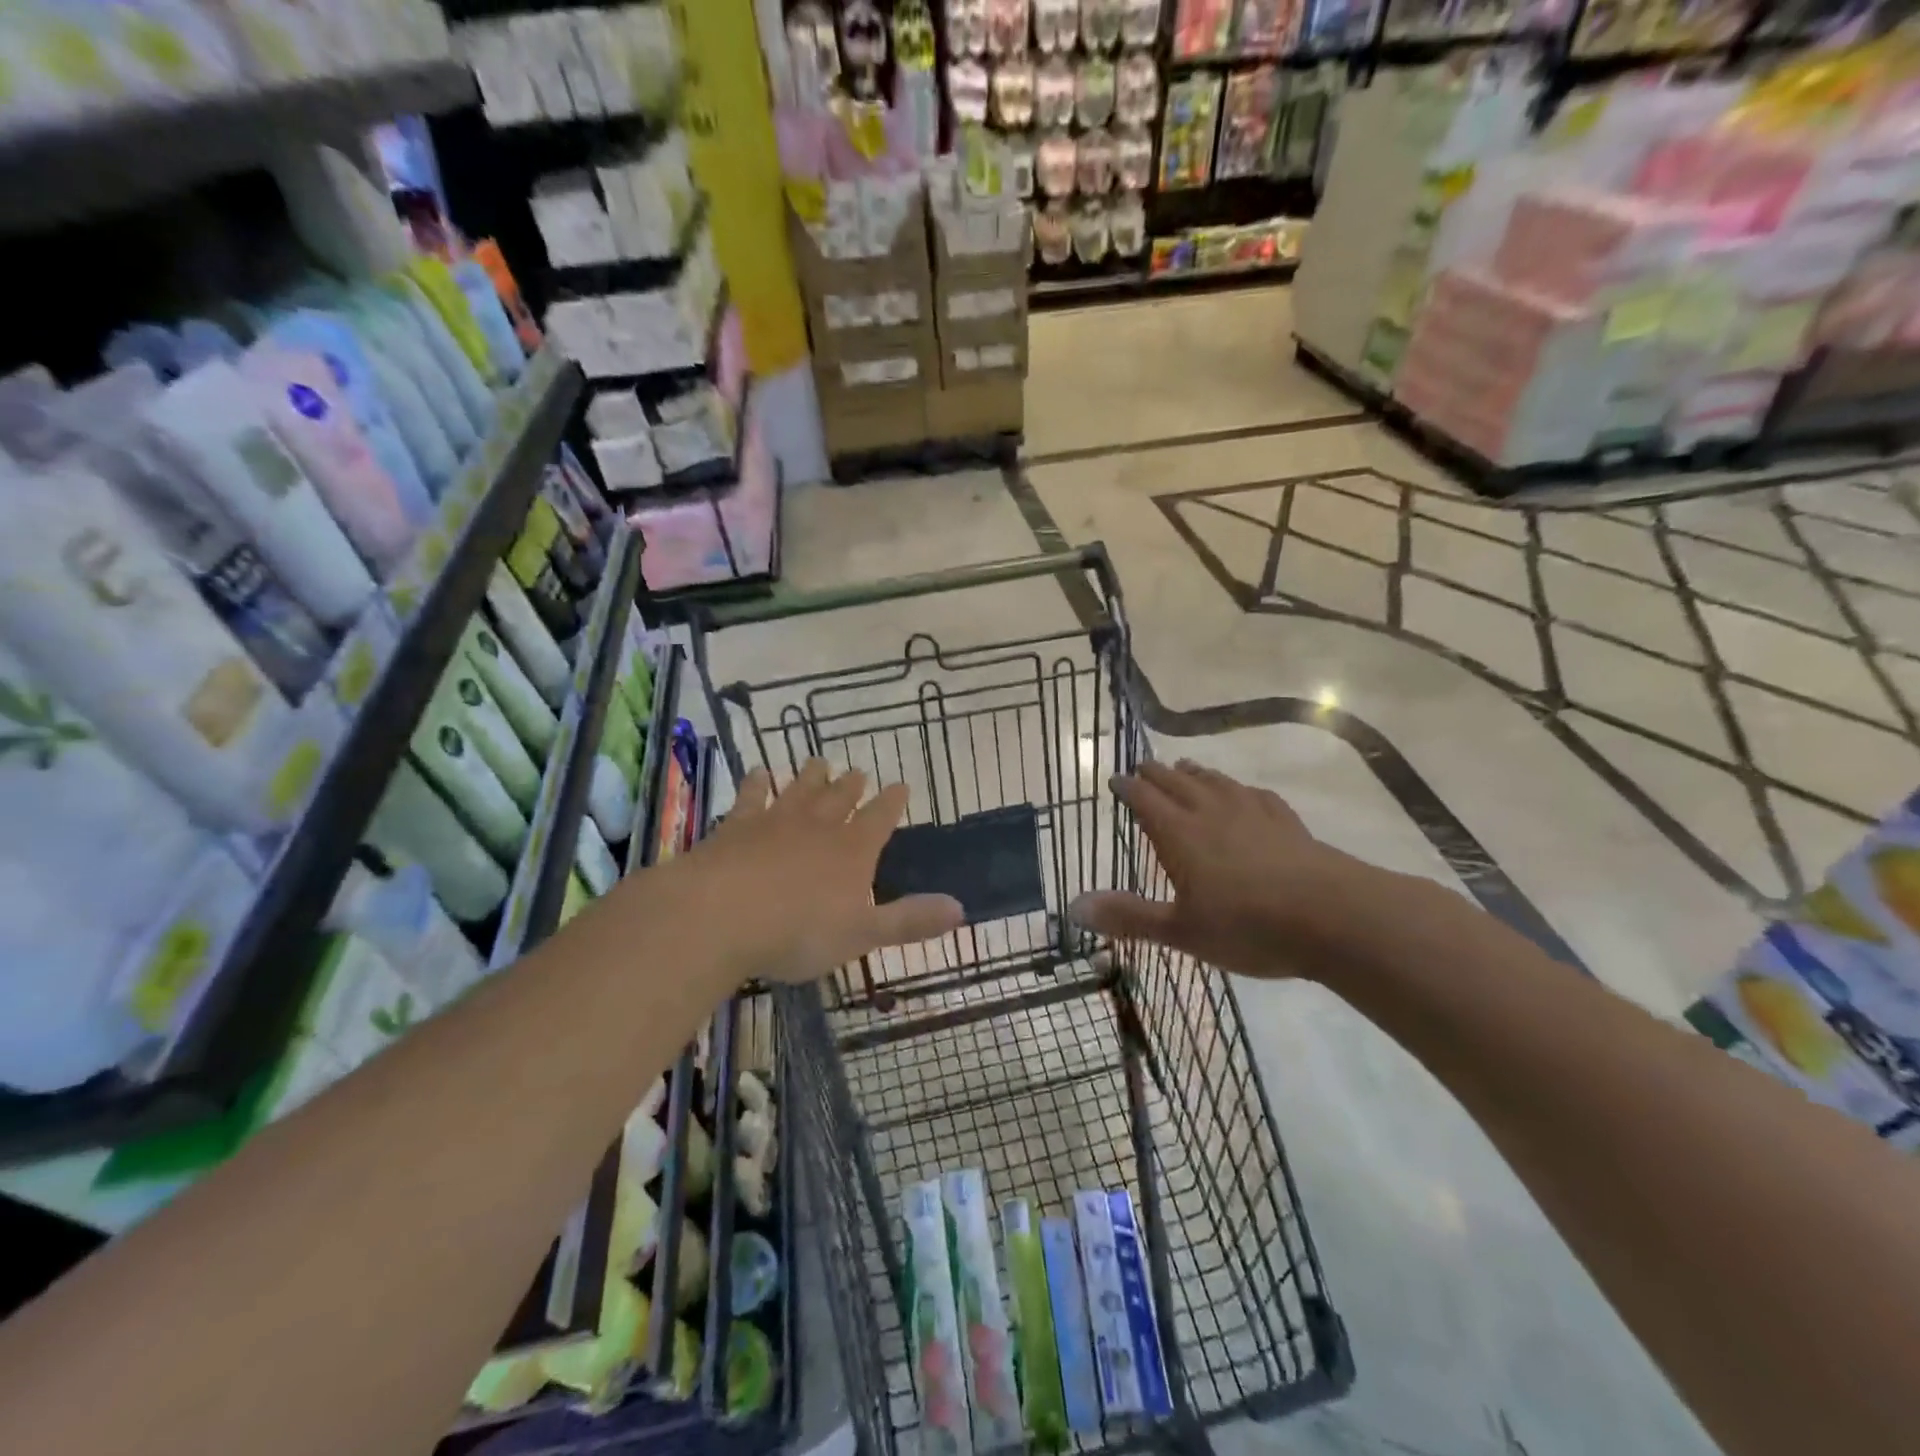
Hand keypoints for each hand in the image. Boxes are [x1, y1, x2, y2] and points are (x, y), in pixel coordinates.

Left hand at [673, 760, 964, 984]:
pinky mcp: (736, 827)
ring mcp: (775, 822)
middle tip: (858, 771)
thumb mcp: (862, 935)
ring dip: (811, 777)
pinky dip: (756, 784)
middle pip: (839, 799)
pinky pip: (751, 797)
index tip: (901, 785)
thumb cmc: (797, 932)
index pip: (880, 819)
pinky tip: (757, 773)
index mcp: (852, 851)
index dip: (892, 803)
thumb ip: (909, 921)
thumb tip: (961, 908)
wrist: (719, 915)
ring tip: (819, 762)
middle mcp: (818, 827)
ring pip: (799, 791)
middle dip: (852, 786)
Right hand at [1069, 759, 1367, 980]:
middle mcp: (1212, 813)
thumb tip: (1072, 907)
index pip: (1146, 801)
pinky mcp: (1287, 823)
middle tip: (1142, 767)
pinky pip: (1256, 795)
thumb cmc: (1248, 926)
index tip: (1115, 780)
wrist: (1334, 916)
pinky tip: (1245, 792)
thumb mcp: (1181, 931)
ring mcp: (1253, 814)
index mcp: (1181, 835)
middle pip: (1178, 784)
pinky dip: (1240, 788)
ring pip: (1216, 783)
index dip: (1128, 789)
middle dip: (1156, 774)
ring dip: (1196, 773)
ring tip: (1184, 766)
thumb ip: (1128, 917)